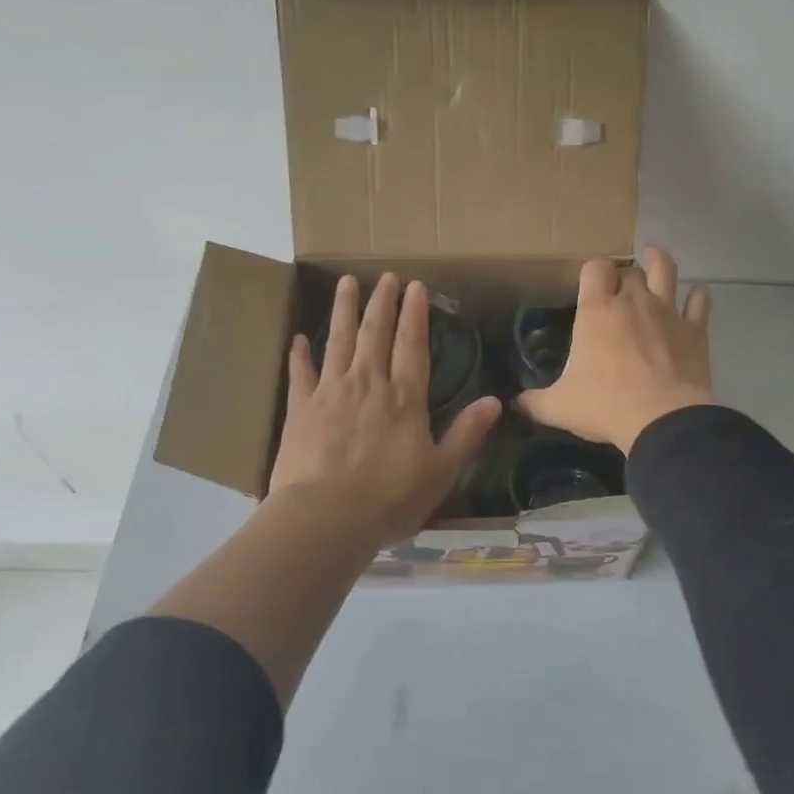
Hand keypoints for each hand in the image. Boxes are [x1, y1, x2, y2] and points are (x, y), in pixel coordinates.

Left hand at [269, 274, 500, 543]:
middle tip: (386, 276)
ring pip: (338, 341)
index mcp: (404, 398)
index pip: (413, 345)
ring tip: (347, 284)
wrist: (326, 518)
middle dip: (382, 302)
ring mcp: (330, 392)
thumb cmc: (390, 498)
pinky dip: (300, 355)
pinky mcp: (301, 409)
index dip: (415, 314)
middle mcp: (368, 384)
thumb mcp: (441, 471)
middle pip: (375, 333)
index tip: (416, 286)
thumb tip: (496, 401)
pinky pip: (301, 374)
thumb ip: (467, 434)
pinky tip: (298, 339)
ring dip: (344, 311)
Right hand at [519, 246, 715, 452]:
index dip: (593, 272)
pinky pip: (700, 302)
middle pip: (629, 270)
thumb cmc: (605, 406)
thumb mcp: (559, 407)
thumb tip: (516, 403)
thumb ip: (534, 401)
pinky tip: (696, 295)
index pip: (594, 268)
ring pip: (665, 270)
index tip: (590, 284)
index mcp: (596, 311)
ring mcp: (667, 311)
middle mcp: (632, 301)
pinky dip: (698, 296)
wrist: (663, 420)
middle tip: (619, 289)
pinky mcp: (695, 329)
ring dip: (659, 261)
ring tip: (654, 258)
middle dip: (623, 275)